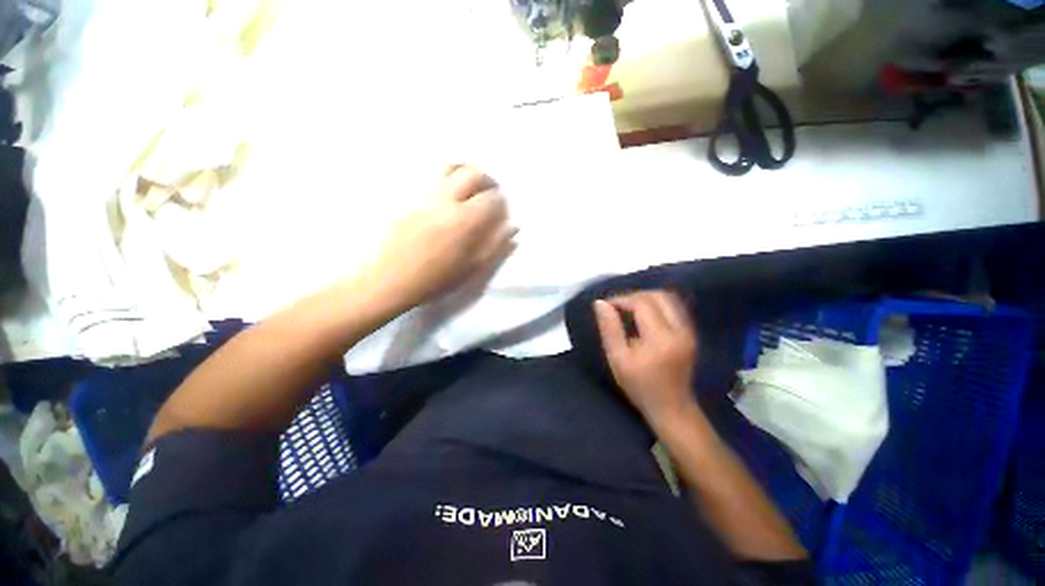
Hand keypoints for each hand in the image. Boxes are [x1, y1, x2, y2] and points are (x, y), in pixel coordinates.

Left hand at [365, 165, 517, 310]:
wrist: (389, 279)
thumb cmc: (435, 279)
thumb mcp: (471, 268)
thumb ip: (495, 245)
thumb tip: (513, 227)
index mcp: (465, 220)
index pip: (492, 198)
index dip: (501, 201)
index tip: (502, 208)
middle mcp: (446, 199)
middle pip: (473, 174)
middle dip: (487, 179)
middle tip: (490, 192)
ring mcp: (424, 194)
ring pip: (450, 167)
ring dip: (466, 171)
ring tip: (470, 185)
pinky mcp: (407, 195)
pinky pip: (431, 175)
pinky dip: (446, 176)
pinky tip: (447, 192)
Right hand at [594, 291, 699, 426]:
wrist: (672, 408)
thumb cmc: (640, 386)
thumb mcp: (618, 359)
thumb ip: (609, 329)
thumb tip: (600, 303)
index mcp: (661, 338)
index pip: (642, 303)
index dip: (621, 299)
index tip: (606, 306)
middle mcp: (680, 329)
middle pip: (658, 295)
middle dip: (634, 296)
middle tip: (617, 306)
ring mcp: (689, 330)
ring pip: (668, 298)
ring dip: (645, 298)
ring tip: (628, 308)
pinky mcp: (690, 333)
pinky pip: (673, 307)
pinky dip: (656, 304)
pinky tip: (643, 315)